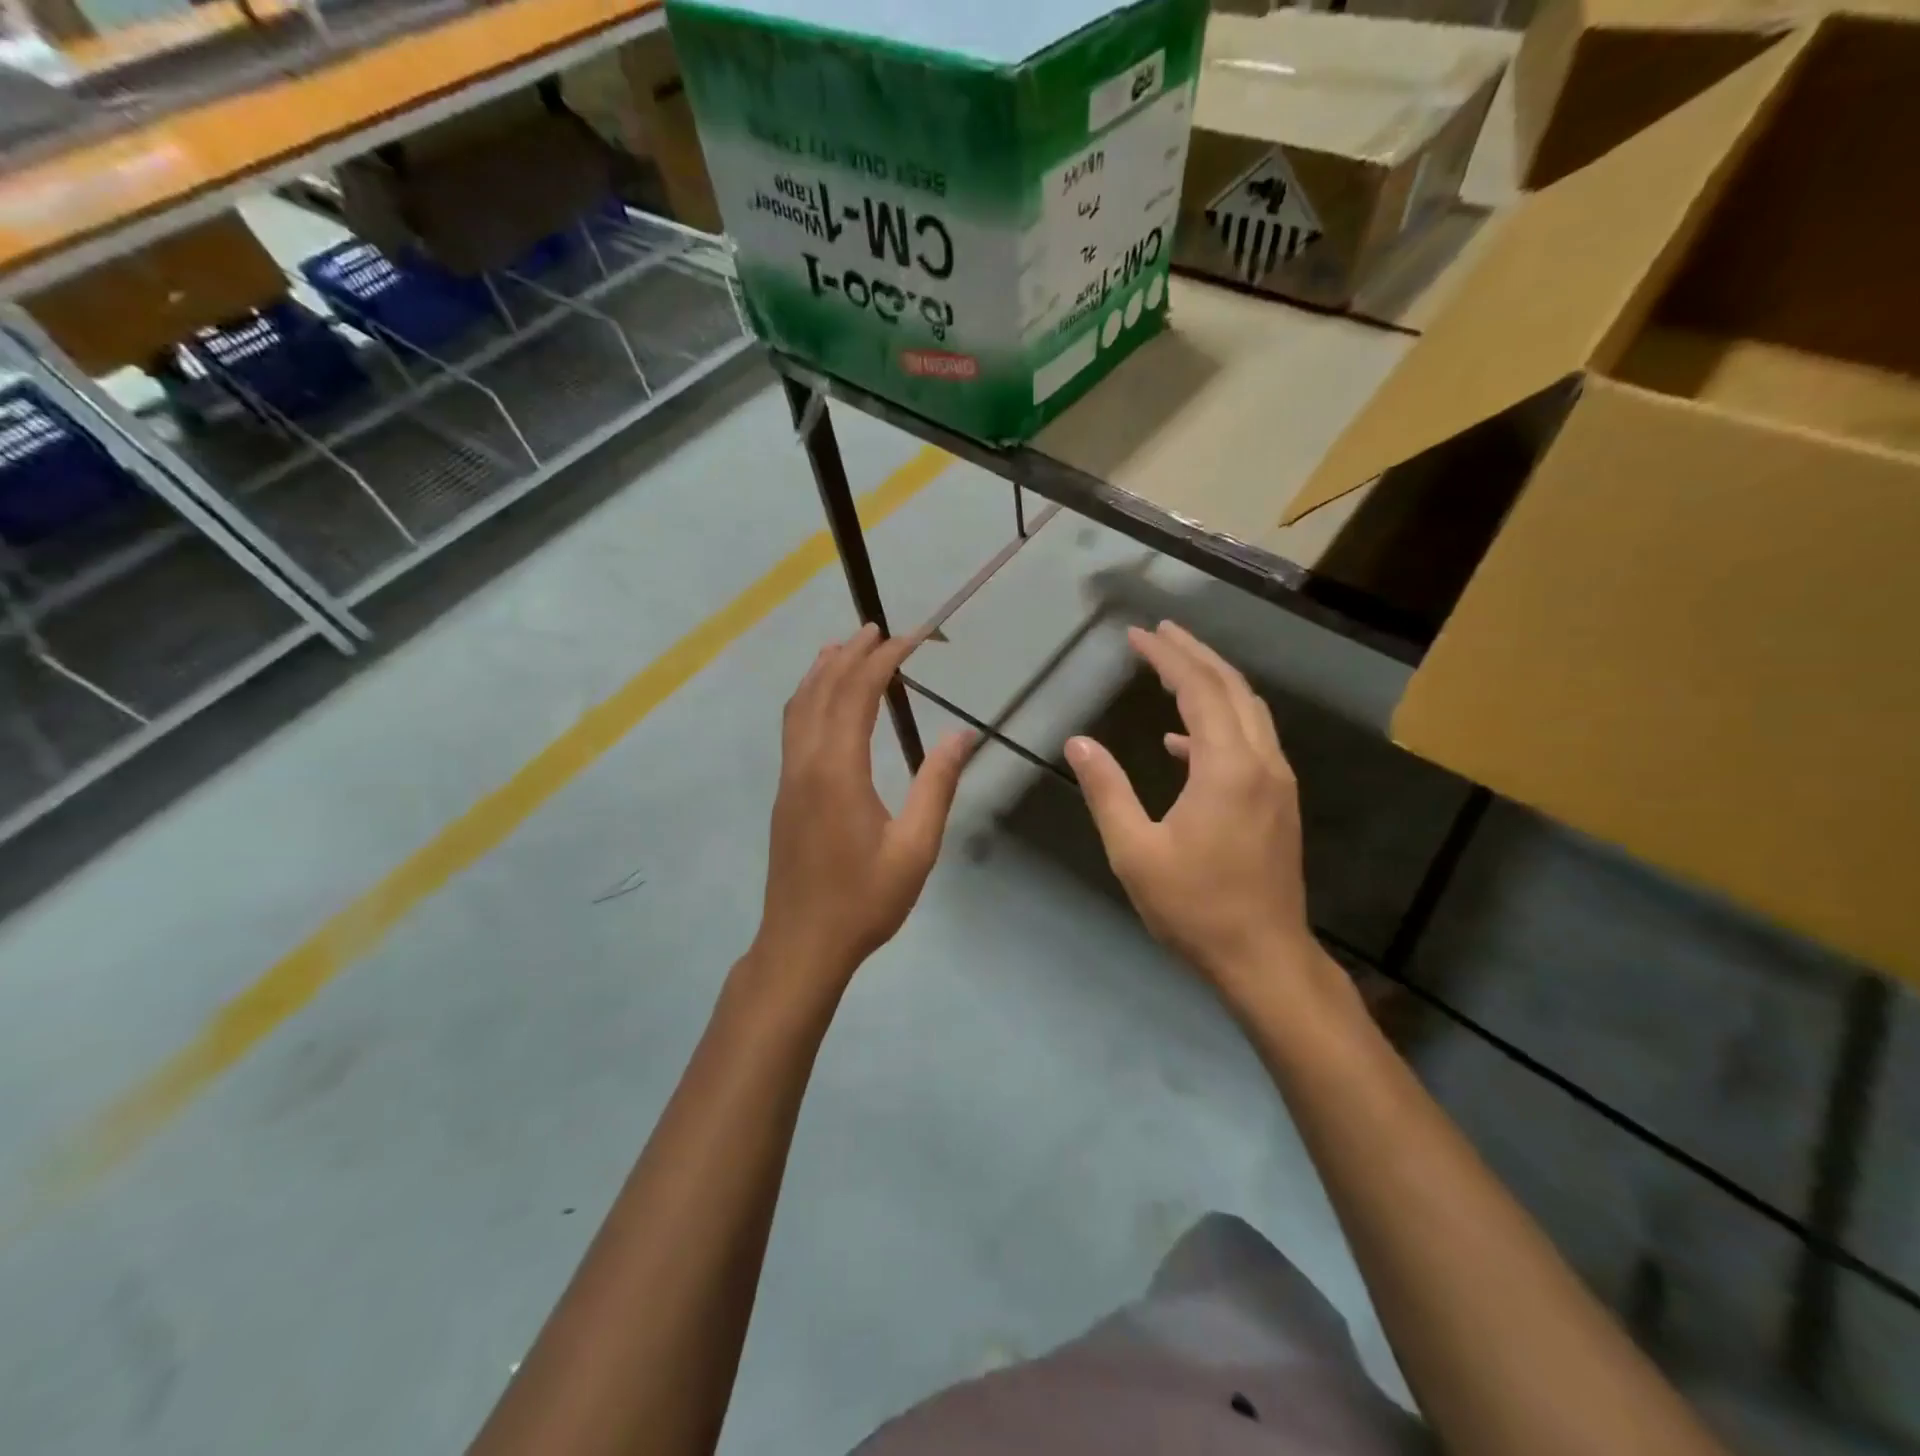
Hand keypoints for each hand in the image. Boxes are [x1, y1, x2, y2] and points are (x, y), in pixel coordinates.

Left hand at [751, 625, 973, 992]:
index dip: (885, 659)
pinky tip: (821, 699)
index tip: (913, 637)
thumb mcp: (915, 847)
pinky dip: (808, 697)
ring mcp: (789, 776)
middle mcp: (806, 762)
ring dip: (823, 670)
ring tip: (846, 646)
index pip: (858, 693)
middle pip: (823, 689)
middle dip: (852, 653)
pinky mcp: (785, 792)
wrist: (802, 944)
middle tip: (880, 629)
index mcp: (838, 770)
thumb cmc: (864, 900)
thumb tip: (962, 734)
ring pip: (800, 705)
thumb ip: (937, 786)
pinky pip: (793, 726)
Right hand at [1066, 622, 1317, 1010]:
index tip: (1137, 634)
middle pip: (1232, 687)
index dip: (1166, 656)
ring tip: (1172, 667)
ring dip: (1212, 682)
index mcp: (1226, 768)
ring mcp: (1276, 782)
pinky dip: (1218, 724)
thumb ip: (1107, 790)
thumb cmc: (1194, 907)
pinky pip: (1250, 741)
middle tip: (1159, 632)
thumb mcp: (1135, 851)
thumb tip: (1078, 742)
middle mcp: (1260, 762)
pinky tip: (1180, 742)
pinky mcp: (1278, 801)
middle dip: (1195, 654)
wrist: (1263, 957)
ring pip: (1249, 710)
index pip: (1198, 689)